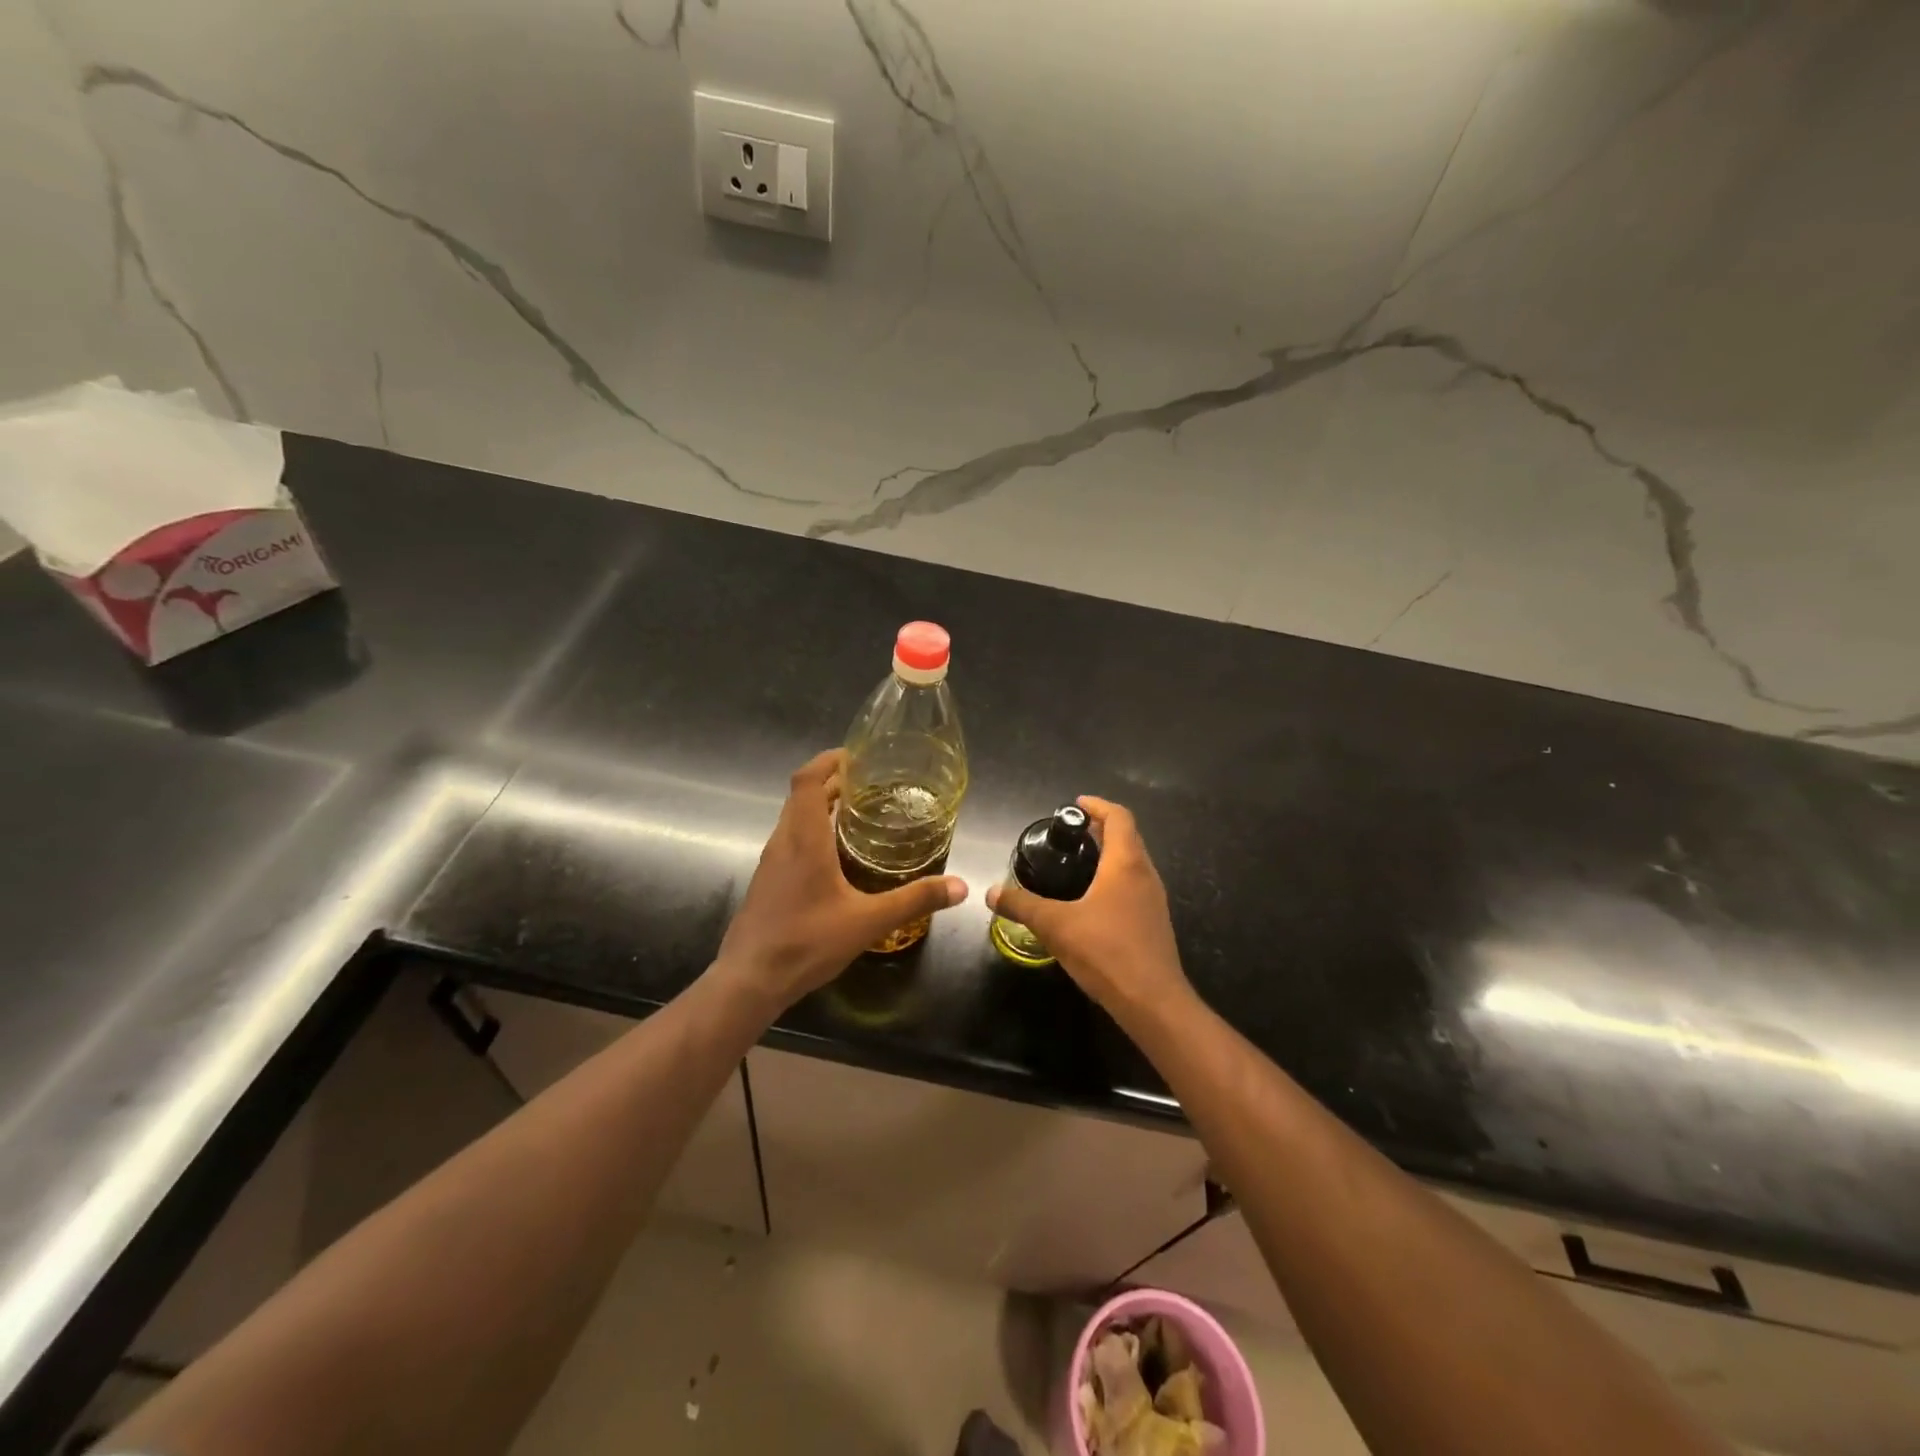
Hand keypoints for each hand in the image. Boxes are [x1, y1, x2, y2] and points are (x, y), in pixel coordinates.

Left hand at [713, 749, 967, 1010]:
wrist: (749, 981)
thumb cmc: (807, 942)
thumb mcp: (868, 922)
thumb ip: (914, 900)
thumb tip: (961, 887)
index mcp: (804, 839)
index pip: (807, 780)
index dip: (828, 761)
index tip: (856, 756)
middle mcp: (783, 842)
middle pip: (801, 795)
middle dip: (832, 782)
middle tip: (870, 784)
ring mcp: (770, 862)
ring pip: (794, 819)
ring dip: (820, 807)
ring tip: (858, 814)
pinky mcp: (767, 881)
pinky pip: (790, 841)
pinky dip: (812, 832)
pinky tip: (836, 856)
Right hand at [985, 796, 1191, 1018]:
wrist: (1152, 1002)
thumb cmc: (1106, 951)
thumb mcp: (1056, 926)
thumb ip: (1022, 905)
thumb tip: (992, 892)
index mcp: (1126, 863)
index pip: (1119, 817)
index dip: (1097, 806)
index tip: (1075, 805)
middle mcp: (1145, 874)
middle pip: (1127, 837)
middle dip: (1100, 829)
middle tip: (1069, 834)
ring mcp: (1154, 900)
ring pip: (1132, 863)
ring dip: (1108, 854)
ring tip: (1076, 863)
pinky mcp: (1154, 922)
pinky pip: (1134, 886)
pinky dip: (1113, 878)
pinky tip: (1090, 900)